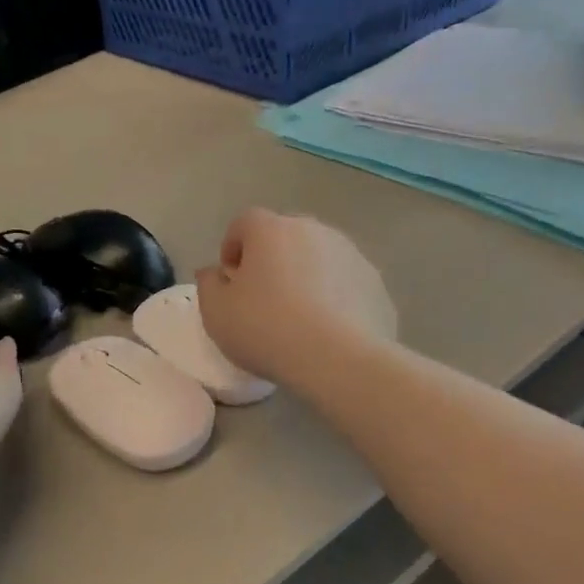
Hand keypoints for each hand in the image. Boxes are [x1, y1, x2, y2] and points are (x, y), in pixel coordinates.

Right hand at [195, 210, 397, 390]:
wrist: (338, 359)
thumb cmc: (265, 329)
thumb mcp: (216, 312)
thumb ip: (208, 284)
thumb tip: (214, 272)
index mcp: (270, 230)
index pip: (243, 223)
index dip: (232, 249)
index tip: (231, 282)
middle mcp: (313, 230)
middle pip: (284, 237)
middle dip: (271, 260)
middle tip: (263, 300)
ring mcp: (350, 253)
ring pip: (318, 257)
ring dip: (305, 276)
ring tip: (299, 318)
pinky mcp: (375, 282)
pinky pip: (345, 283)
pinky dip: (334, 297)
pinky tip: (328, 331)